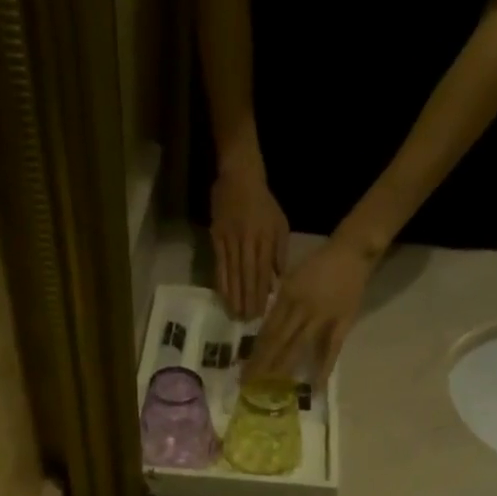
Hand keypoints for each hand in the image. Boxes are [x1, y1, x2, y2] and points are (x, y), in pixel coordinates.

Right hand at [210, 158, 288, 319]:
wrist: (240, 176)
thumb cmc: (264, 203)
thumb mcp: (280, 224)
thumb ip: (280, 253)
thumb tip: (276, 282)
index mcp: (266, 238)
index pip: (264, 271)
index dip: (261, 293)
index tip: (260, 312)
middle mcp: (248, 240)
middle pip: (247, 275)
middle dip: (247, 299)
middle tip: (246, 319)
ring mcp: (230, 239)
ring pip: (232, 272)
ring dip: (233, 295)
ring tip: (234, 313)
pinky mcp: (216, 237)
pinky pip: (219, 263)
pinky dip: (221, 281)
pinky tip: (222, 295)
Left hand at [244, 235, 375, 387]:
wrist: (352, 251)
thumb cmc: (319, 264)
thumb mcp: (292, 278)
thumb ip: (280, 303)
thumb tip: (267, 328)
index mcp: (287, 296)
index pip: (267, 329)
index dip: (256, 350)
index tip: (245, 369)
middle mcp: (301, 308)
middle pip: (277, 341)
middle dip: (262, 364)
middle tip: (250, 384)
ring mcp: (322, 317)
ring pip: (298, 346)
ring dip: (283, 368)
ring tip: (271, 387)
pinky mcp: (342, 323)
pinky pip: (331, 348)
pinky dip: (324, 368)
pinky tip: (315, 386)